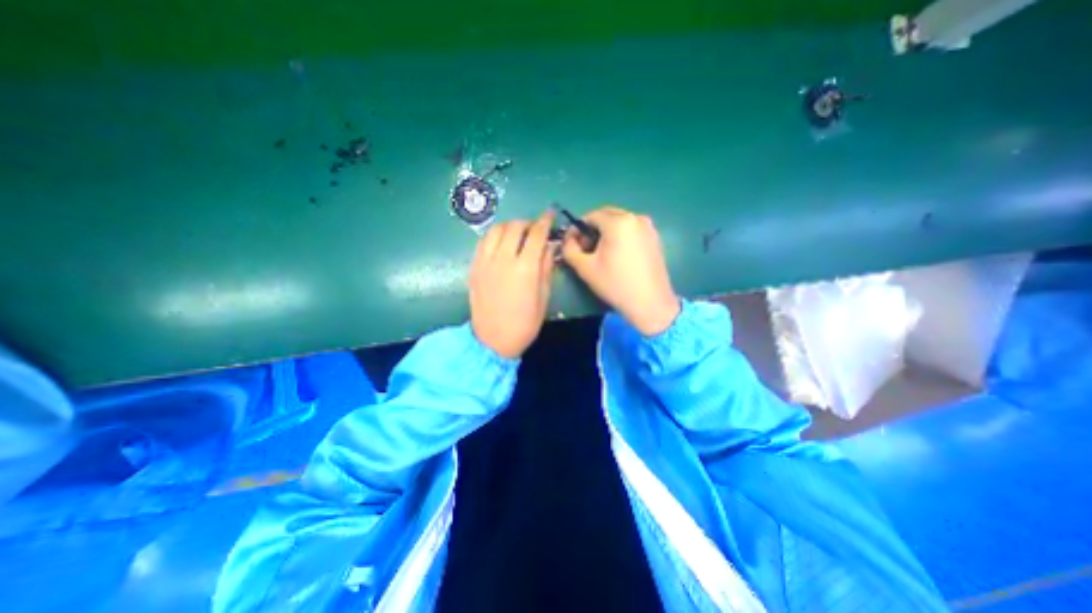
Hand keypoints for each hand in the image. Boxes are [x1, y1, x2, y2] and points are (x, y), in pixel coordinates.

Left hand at [467, 210, 555, 358]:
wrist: (492, 339)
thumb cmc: (524, 323)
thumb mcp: (543, 297)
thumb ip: (546, 267)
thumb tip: (549, 246)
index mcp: (526, 268)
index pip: (537, 234)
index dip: (545, 221)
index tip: (550, 215)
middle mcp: (504, 258)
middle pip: (515, 227)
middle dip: (528, 223)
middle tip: (535, 229)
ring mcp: (485, 261)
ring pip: (496, 229)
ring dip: (510, 226)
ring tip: (517, 234)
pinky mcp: (474, 266)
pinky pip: (483, 241)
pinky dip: (494, 235)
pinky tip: (501, 243)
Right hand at [562, 208, 674, 338]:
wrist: (650, 303)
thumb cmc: (615, 284)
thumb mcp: (585, 267)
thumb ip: (569, 249)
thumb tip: (569, 239)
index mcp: (618, 221)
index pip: (591, 216)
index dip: (578, 229)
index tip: (573, 245)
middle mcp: (636, 217)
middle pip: (606, 216)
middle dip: (592, 230)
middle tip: (586, 250)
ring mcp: (648, 227)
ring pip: (619, 222)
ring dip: (606, 233)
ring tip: (601, 254)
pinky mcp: (655, 238)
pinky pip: (631, 230)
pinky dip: (620, 237)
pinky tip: (618, 256)